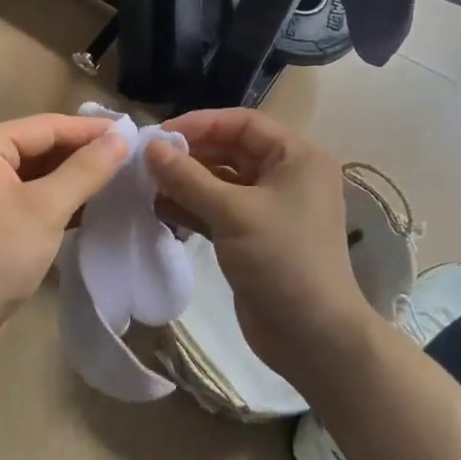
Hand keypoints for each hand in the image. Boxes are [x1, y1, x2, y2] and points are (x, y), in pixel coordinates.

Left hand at [0, 112, 128, 368]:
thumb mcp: (47, 208)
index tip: (133, 133)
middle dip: (83, 154)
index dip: (91, 130)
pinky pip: (25, 193)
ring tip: (118, 177)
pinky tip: (90, 204)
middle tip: (130, 157)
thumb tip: (123, 137)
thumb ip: (86, 169)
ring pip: (35, 171)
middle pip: (39, 145)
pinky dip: (55, 198)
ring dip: (72, 177)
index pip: (46, 126)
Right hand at [144, 109, 377, 384]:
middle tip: (148, 162)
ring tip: (148, 186)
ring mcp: (271, 208)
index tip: (159, 136)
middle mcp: (287, 176)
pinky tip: (161, 211)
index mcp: (297, 157)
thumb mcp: (232, 212)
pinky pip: (220, 210)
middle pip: (231, 150)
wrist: (312, 336)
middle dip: (190, 155)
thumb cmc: (281, 260)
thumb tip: (150, 147)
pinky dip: (193, 208)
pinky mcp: (255, 237)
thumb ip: (188, 177)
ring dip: (187, 183)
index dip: (200, 124)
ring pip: (222, 182)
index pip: (243, 123)